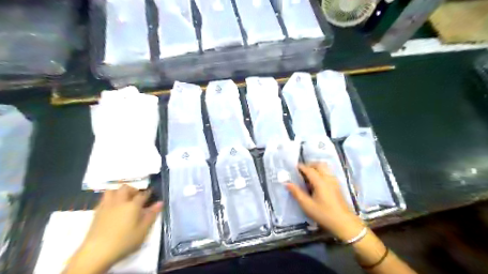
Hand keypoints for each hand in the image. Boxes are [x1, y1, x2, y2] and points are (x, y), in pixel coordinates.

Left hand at [75, 185, 160, 268]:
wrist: (97, 252)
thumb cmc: (124, 241)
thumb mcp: (143, 230)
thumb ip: (152, 215)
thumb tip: (160, 203)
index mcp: (133, 205)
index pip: (142, 195)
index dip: (148, 193)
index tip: (151, 193)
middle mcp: (120, 202)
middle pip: (126, 188)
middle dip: (133, 189)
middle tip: (137, 197)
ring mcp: (106, 206)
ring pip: (112, 191)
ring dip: (119, 192)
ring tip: (124, 199)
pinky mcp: (96, 213)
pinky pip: (103, 199)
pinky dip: (110, 199)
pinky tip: (112, 207)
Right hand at [287, 163, 363, 241]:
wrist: (344, 223)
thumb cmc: (324, 214)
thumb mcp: (307, 205)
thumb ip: (296, 193)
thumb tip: (287, 183)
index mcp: (320, 181)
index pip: (309, 169)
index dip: (300, 167)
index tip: (293, 168)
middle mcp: (328, 178)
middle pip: (319, 164)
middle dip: (309, 165)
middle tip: (301, 171)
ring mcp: (334, 181)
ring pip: (325, 168)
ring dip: (316, 168)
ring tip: (308, 176)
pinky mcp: (337, 186)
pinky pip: (328, 173)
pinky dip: (321, 173)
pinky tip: (317, 183)